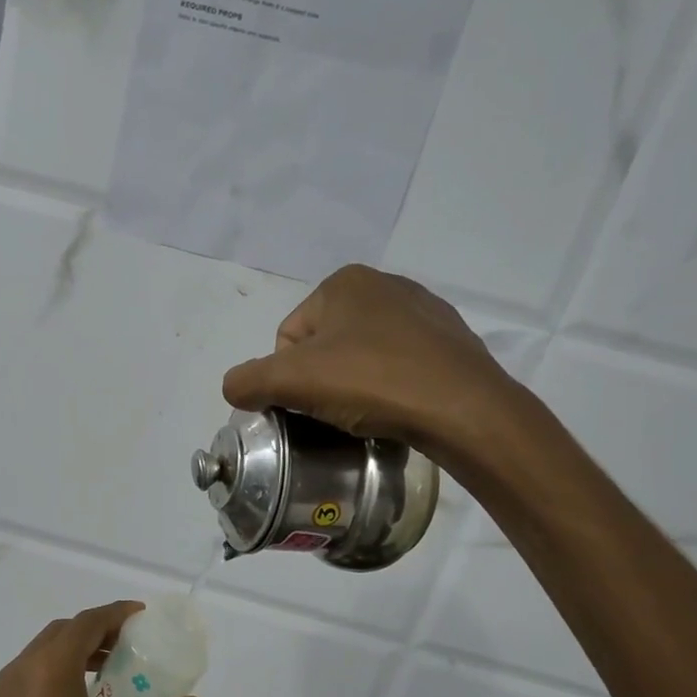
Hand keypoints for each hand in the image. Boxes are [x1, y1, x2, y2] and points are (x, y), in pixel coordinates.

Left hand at [0, 602, 205, 696]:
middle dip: (97, 630)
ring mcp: (4, 689)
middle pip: (64, 631)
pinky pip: (31, 673)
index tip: (142, 615)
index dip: (117, 613)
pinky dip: (56, 670)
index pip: (88, 622)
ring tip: (107, 671)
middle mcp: (23, 667)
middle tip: (129, 644)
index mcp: (51, 666)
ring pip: (44, 651)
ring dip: (75, 650)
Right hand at [222, 265, 518, 453]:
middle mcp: (385, 285)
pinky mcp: (451, 342)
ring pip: (363, 355)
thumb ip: (248, 380)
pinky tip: (397, 408)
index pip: (289, 336)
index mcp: (344, 282)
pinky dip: (390, 386)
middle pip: (325, 345)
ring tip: (367, 414)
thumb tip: (233, 387)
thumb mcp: (292, 381)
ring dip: (355, 384)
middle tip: (334, 413)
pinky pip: (400, 365)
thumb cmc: (371, 381)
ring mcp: (424, 311)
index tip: (309, 403)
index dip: (287, 376)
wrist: (462, 408)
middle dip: (322, 380)